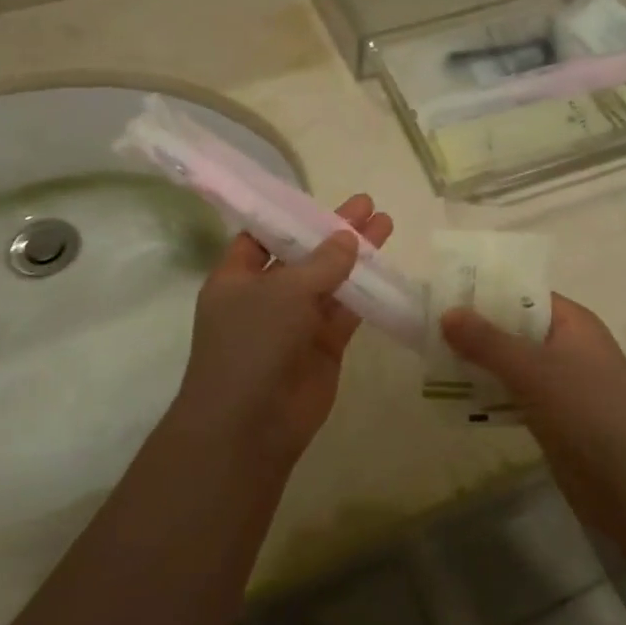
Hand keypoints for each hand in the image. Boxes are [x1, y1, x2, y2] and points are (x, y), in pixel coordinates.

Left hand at [175, 194, 392, 459]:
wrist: (250, 425)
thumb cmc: (252, 344)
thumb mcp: (283, 292)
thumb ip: (321, 263)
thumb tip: (348, 237)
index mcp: (236, 278)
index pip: (261, 237)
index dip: (289, 217)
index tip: (320, 199)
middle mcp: (264, 296)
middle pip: (303, 255)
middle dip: (332, 231)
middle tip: (367, 204)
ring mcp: (295, 323)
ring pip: (330, 282)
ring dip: (356, 257)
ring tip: (386, 225)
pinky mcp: (323, 347)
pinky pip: (347, 313)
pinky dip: (366, 293)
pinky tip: (389, 269)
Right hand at [442, 295, 625, 524]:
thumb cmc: (588, 413)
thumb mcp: (534, 370)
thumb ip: (488, 341)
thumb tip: (447, 312)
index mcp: (573, 323)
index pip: (524, 293)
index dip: (486, 292)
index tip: (443, 294)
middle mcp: (569, 347)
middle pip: (515, 328)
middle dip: (476, 329)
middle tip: (428, 328)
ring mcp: (563, 385)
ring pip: (512, 364)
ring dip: (479, 363)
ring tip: (432, 359)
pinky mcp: (555, 418)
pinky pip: (515, 395)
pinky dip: (489, 393)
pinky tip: (456, 397)